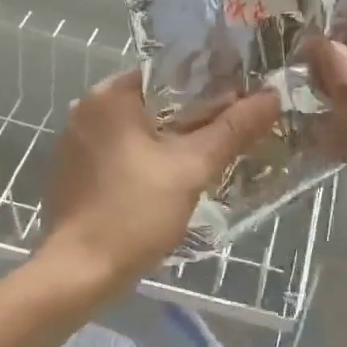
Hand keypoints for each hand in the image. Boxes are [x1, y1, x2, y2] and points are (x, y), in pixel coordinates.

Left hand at [42, 71, 279, 299]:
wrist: (79, 272)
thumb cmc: (134, 212)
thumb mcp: (191, 169)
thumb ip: (232, 129)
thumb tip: (272, 96)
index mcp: (110, 96)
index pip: (170, 73)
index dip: (211, 85)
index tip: (243, 100)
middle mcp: (87, 109)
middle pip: (156, 101)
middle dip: (195, 116)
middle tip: (236, 130)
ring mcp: (76, 141)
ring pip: (139, 129)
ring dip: (172, 140)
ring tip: (213, 154)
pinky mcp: (74, 171)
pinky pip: (121, 152)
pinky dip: (147, 159)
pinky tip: (172, 179)